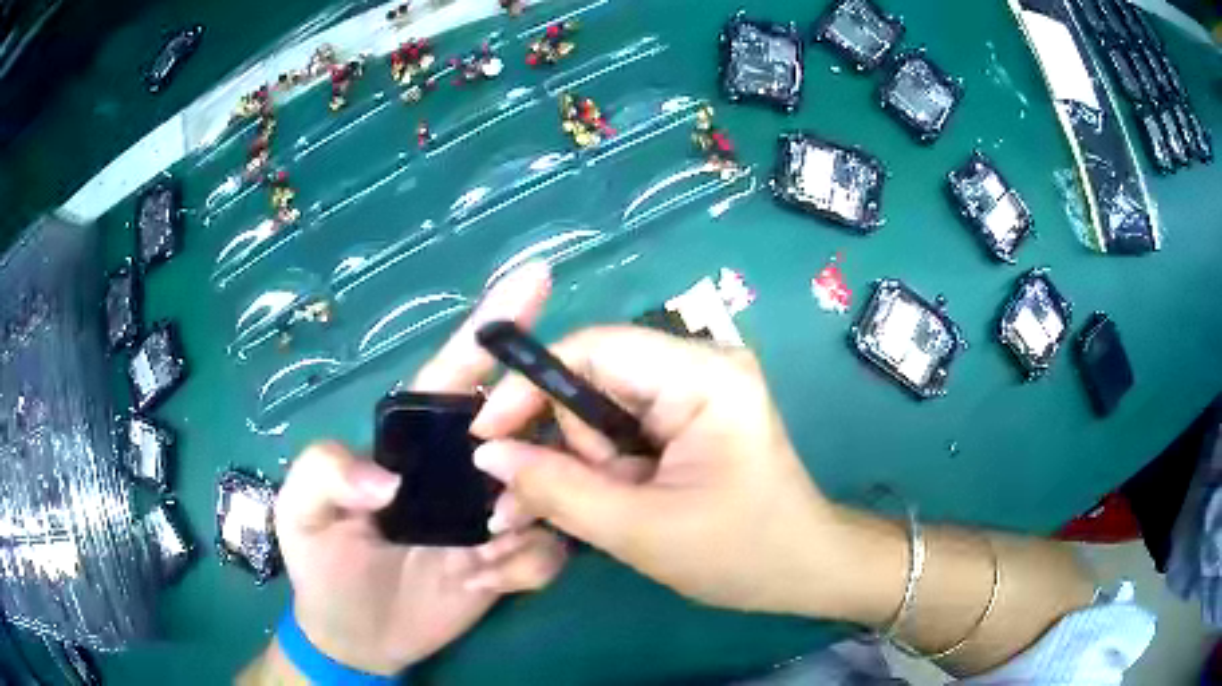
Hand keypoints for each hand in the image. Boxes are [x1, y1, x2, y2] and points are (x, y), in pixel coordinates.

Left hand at [271, 263, 567, 675]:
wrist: (357, 637)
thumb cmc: (322, 563)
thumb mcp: (299, 510)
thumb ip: (324, 473)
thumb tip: (389, 482)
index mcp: (414, 441)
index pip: (458, 371)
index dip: (496, 323)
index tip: (536, 278)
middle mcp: (462, 468)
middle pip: (525, 426)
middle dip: (536, 445)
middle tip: (503, 503)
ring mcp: (491, 516)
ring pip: (551, 490)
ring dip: (534, 516)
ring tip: (486, 553)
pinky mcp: (510, 563)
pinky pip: (547, 552)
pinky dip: (529, 566)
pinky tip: (487, 582)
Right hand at [469, 326, 877, 620]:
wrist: (802, 571)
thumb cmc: (741, 554)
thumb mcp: (641, 530)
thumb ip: (557, 490)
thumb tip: (485, 454)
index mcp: (704, 375)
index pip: (595, 349)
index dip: (530, 387)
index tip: (487, 436)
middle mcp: (698, 365)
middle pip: (592, 380)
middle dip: (562, 443)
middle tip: (543, 502)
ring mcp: (693, 391)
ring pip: (598, 410)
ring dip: (579, 464)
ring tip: (590, 514)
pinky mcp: (686, 419)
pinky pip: (618, 429)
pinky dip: (598, 468)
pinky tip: (602, 504)